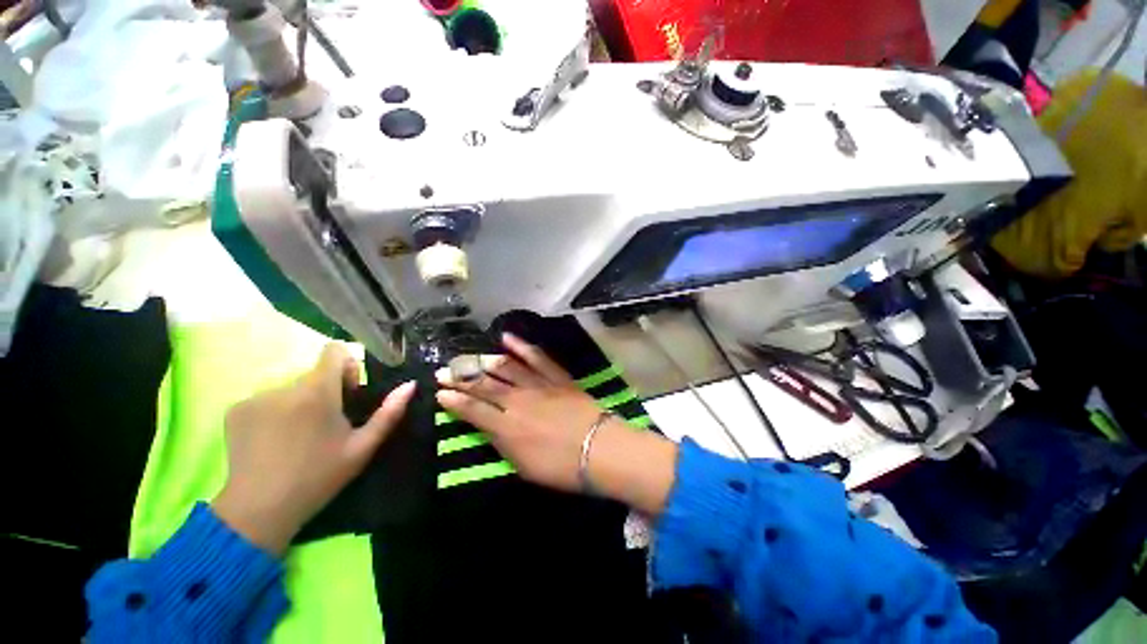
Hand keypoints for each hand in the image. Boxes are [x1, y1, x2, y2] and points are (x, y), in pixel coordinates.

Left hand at [212, 344, 415, 553]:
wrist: (259, 511)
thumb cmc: (319, 477)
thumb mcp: (363, 447)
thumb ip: (389, 412)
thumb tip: (410, 385)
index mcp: (317, 391)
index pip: (334, 351)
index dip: (346, 366)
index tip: (348, 393)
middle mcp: (283, 386)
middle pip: (314, 374)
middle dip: (325, 390)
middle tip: (326, 424)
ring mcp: (255, 397)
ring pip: (290, 388)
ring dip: (300, 402)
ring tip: (298, 437)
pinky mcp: (235, 410)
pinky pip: (266, 399)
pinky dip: (275, 412)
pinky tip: (274, 441)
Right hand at [436, 334, 676, 513]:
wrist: (599, 449)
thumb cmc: (561, 467)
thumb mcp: (523, 467)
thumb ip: (503, 444)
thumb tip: (489, 428)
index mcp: (507, 427)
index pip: (473, 410)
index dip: (454, 401)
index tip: (440, 393)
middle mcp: (518, 401)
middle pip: (484, 385)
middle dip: (461, 378)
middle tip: (444, 370)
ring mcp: (538, 384)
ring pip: (506, 367)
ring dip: (484, 361)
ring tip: (468, 357)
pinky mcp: (556, 376)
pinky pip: (537, 357)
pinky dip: (521, 346)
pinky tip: (507, 337)